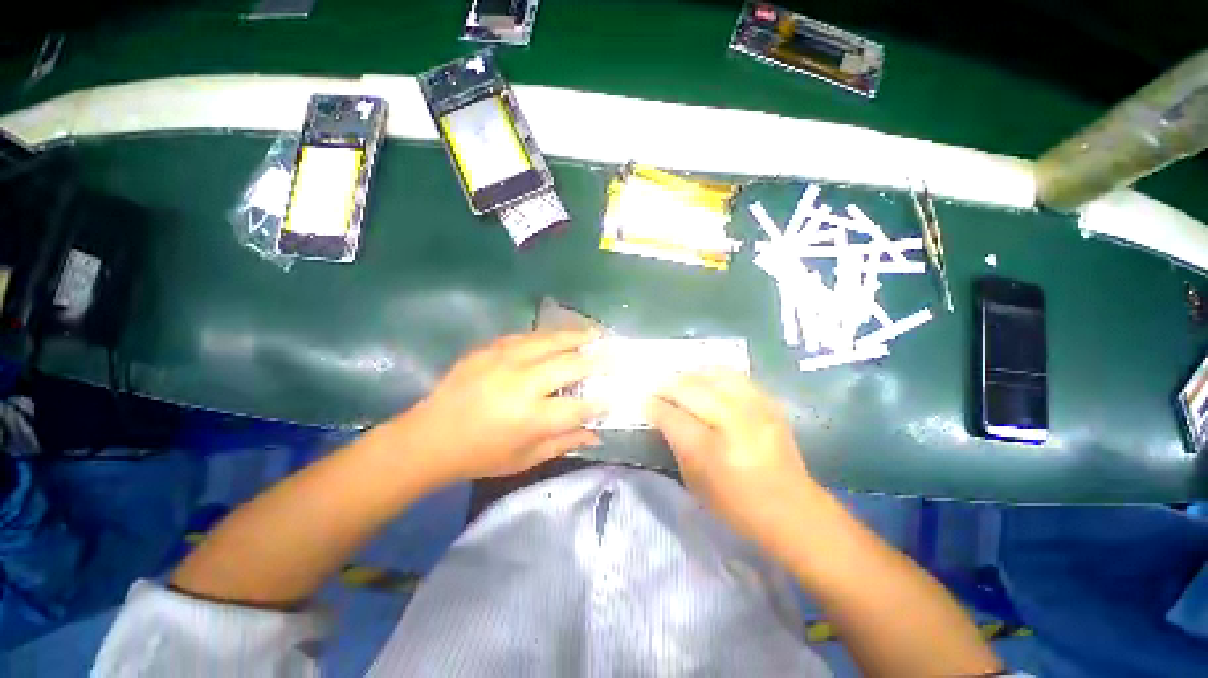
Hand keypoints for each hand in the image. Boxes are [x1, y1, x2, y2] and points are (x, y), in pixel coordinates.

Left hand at [399, 330, 602, 483]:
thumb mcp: (524, 459)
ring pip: (550, 341)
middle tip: (614, 356)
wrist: (428, 437)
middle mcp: (521, 384)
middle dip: (596, 361)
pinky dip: (548, 337)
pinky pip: (526, 337)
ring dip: (576, 337)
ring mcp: (503, 361)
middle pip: (569, 365)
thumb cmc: (479, 455)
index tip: (616, 396)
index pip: (578, 407)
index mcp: (530, 418)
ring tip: (595, 334)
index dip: (600, 401)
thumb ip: (563, 443)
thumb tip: (595, 433)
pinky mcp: (489, 349)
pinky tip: (558, 336)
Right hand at [649, 370, 820, 550]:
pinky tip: (707, 380)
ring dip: (690, 375)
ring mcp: (754, 409)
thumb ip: (677, 444)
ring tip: (680, 380)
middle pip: (690, 389)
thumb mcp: (695, 482)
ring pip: (713, 375)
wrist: (792, 510)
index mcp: (710, 450)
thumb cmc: (736, 505)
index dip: (654, 406)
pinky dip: (715, 375)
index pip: (672, 416)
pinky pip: (736, 377)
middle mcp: (732, 422)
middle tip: (657, 388)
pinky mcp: (769, 404)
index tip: (644, 401)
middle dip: (668, 385)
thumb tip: (663, 417)